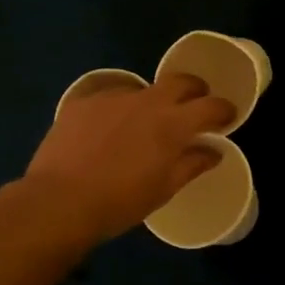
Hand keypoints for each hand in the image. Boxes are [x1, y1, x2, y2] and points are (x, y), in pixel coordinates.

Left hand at [9, 74, 235, 244]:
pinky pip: (109, 95)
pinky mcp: (82, 101)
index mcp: (173, 124)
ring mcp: (112, 97)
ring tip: (142, 123)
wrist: (58, 202)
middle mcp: (147, 101)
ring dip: (152, 101)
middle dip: (195, 90)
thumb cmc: (119, 202)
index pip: (211, 106)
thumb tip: (213, 151)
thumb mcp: (163, 189)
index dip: (224, 109)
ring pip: (143, 88)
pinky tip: (107, 126)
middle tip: (194, 107)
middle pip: (181, 81)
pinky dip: (117, 107)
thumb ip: (192, 164)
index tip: (227, 117)